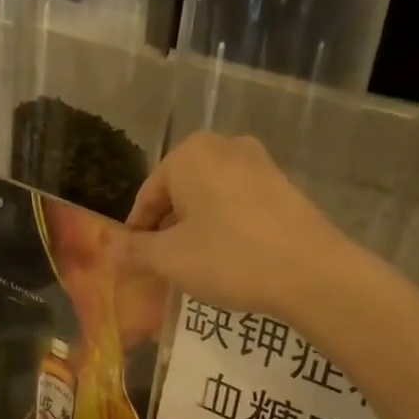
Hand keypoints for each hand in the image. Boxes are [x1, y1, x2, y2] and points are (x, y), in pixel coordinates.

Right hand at [121, 134, 349, 317]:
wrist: (312, 272)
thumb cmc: (229, 258)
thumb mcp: (169, 259)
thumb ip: (133, 251)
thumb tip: (107, 250)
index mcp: (190, 154)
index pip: (148, 196)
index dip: (137, 232)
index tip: (134, 263)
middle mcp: (225, 146)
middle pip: (179, 193)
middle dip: (167, 229)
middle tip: (162, 267)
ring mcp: (259, 163)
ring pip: (209, 199)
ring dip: (195, 229)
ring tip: (194, 266)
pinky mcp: (283, 186)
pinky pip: (238, 204)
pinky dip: (224, 228)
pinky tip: (228, 259)